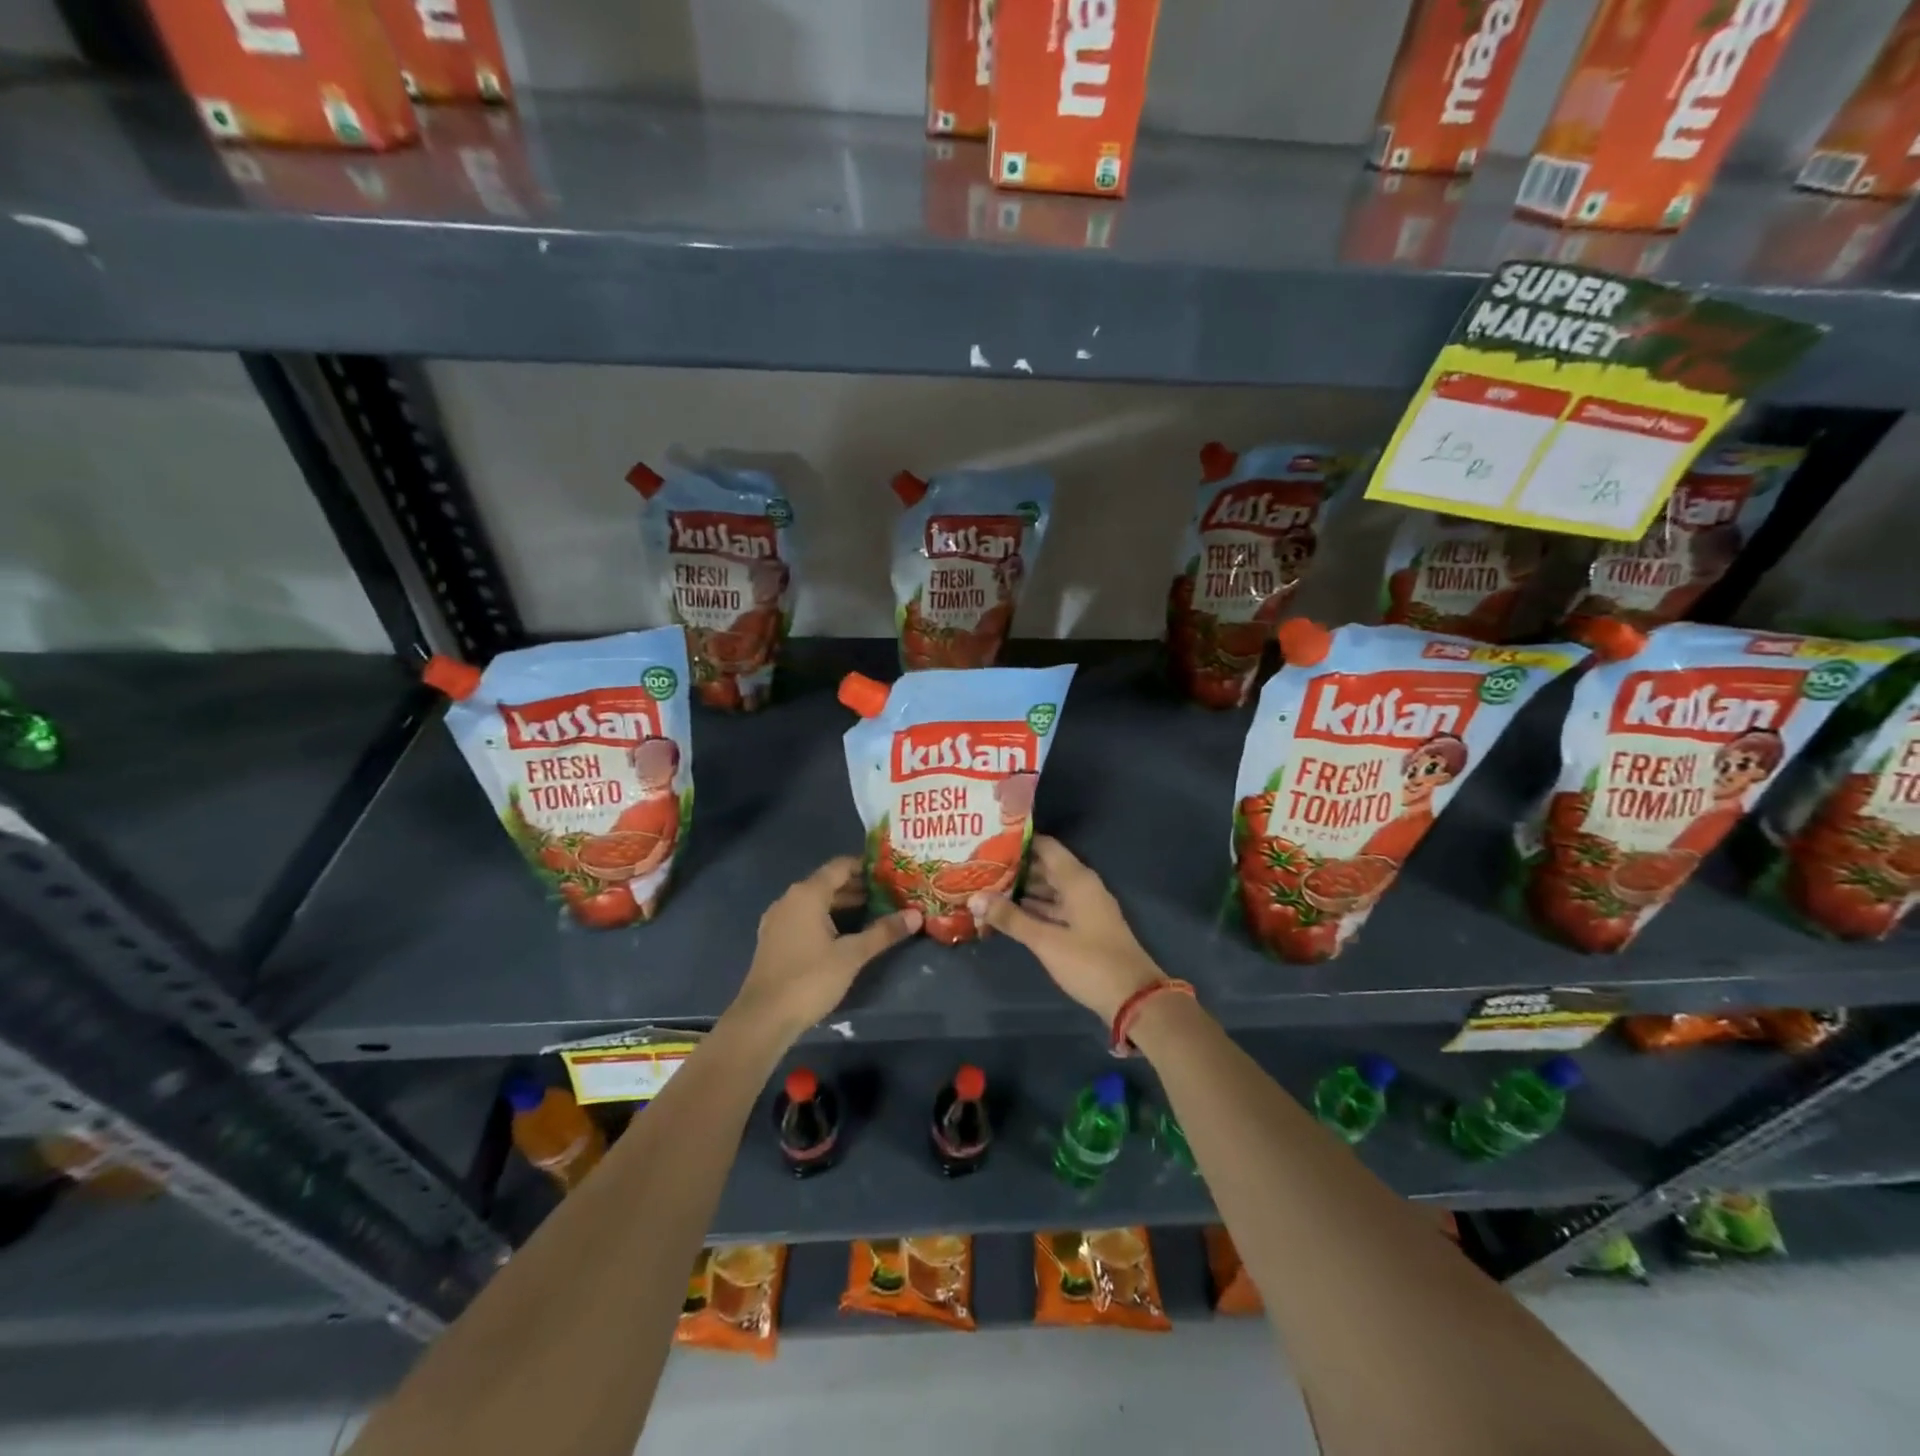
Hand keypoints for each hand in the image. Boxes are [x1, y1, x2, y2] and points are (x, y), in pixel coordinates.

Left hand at [728, 856, 921, 1037]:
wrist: (763, 1018)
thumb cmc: (810, 979)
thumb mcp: (852, 955)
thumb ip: (883, 932)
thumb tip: (916, 915)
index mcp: (807, 894)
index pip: (840, 866)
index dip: (866, 866)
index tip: (891, 872)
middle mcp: (790, 899)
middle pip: (828, 883)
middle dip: (858, 887)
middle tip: (889, 893)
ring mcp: (778, 920)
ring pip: (816, 902)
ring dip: (843, 904)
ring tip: (874, 912)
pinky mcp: (774, 939)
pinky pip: (805, 917)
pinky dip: (826, 918)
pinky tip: (845, 934)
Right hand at [968, 836, 1166, 1024]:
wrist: (1135, 999)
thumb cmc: (1090, 963)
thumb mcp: (1046, 941)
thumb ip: (1010, 918)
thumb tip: (974, 897)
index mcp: (1077, 880)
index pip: (1045, 846)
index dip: (1017, 842)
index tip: (987, 842)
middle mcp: (1082, 887)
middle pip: (1044, 867)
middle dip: (1014, 868)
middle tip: (979, 867)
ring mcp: (1085, 908)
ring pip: (1048, 889)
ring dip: (1021, 890)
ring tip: (986, 888)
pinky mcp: (1084, 928)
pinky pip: (1054, 908)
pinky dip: (1033, 909)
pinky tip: (1008, 914)